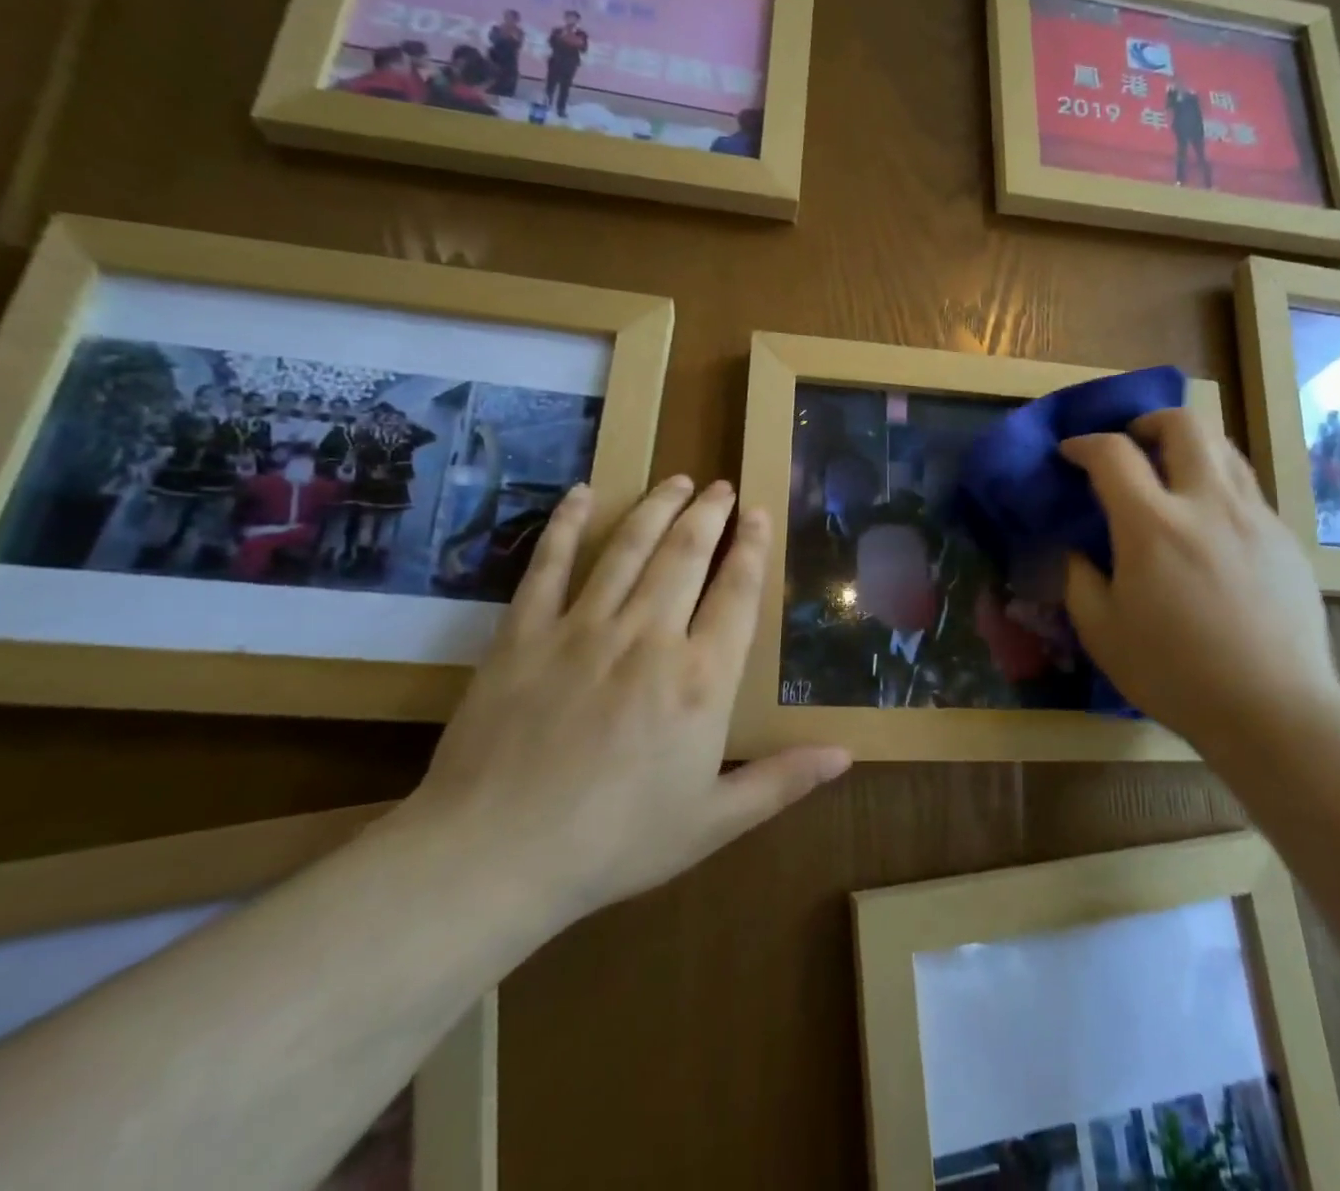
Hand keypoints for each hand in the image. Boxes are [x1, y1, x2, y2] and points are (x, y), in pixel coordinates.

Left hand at [399, 478, 850, 933]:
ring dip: (658, 507)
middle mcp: (649, 637)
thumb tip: (847, 754)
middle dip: (710, 513)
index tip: (759, 513)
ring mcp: (583, 628)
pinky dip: (568, 524)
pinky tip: (584, 493)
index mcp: (701, 680)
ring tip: (677, 479)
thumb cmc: (614, 844)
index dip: (753, 547)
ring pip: (629, 547)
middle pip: (687, 554)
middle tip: (721, 486)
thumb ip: (782, 780)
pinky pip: (550, 564)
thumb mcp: (712, 823)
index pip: (738, 593)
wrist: (492, 859)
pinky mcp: (524, 632)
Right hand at [1059, 409, 1339, 744]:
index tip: (1071, 453)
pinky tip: (1209, 523)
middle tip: (1132, 443)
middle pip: (1183, 424)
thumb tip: (1077, 550)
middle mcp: (1207, 504)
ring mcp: (1254, 517)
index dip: (1085, 444)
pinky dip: (1218, 483)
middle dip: (1148, 421)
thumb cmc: (1174, 673)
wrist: (1273, 709)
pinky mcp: (1284, 538)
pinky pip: (1247, 488)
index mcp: (1153, 526)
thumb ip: (1079, 579)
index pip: (1113, 453)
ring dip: (1189, 445)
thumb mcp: (1102, 632)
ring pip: (1224, 448)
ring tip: (1172, 472)